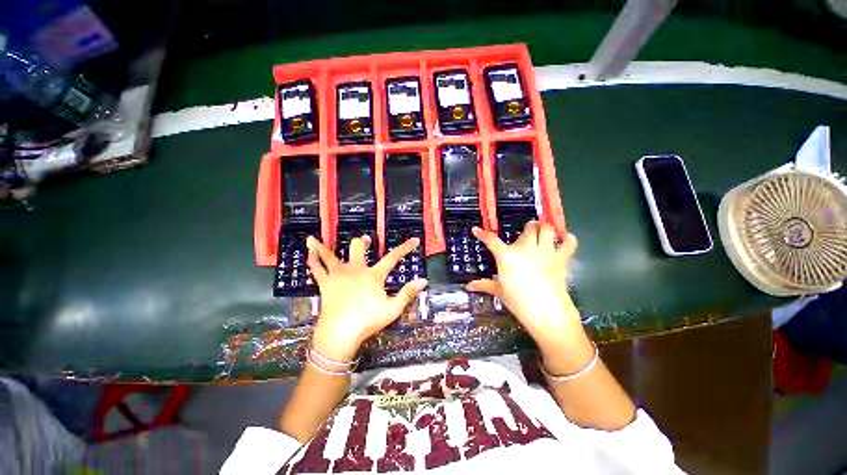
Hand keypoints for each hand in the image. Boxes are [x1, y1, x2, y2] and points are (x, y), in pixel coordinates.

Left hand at [306, 235, 427, 360]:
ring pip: (330, 256)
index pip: (393, 258)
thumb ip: (408, 293)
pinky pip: (317, 269)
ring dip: (323, 247)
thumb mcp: (393, 309)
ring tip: (312, 239)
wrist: (340, 333)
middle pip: (358, 249)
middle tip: (365, 240)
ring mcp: (338, 276)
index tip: (414, 240)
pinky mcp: (325, 284)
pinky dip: (313, 260)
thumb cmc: (368, 321)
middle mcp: (355, 270)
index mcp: (373, 275)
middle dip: (362, 243)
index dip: (405, 248)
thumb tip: (424, 280)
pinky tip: (308, 253)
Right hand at [467, 222, 581, 351]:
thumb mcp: (499, 291)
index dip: (482, 234)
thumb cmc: (518, 301)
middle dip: (526, 227)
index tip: (476, 229)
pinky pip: (569, 243)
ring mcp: (545, 251)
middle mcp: (526, 248)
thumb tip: (468, 286)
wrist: (546, 312)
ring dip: (544, 227)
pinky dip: (568, 238)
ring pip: (547, 229)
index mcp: (507, 256)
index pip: (491, 240)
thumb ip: (484, 285)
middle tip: (525, 231)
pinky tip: (564, 239)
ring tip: (542, 229)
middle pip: (527, 229)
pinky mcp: (561, 259)